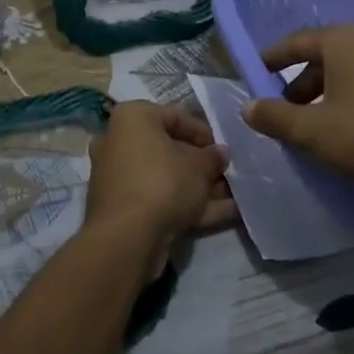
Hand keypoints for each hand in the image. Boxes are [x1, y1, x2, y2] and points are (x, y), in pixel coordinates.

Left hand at [85, 103, 235, 265]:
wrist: (128, 238)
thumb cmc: (163, 183)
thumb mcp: (199, 166)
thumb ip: (213, 156)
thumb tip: (221, 153)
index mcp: (132, 118)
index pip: (175, 116)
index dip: (204, 132)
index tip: (223, 147)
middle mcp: (119, 142)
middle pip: (170, 149)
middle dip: (202, 164)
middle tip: (228, 173)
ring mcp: (119, 178)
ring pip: (167, 177)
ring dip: (200, 186)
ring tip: (235, 195)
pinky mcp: (124, 208)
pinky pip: (161, 199)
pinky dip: (189, 205)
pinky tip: (226, 214)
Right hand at [241, 25, 353, 199]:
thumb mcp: (312, 131)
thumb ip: (275, 117)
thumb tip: (248, 106)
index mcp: (344, 40)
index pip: (297, 42)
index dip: (273, 57)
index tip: (256, 71)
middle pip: (325, 57)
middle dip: (301, 83)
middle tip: (284, 110)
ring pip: (350, 72)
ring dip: (327, 94)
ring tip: (315, 124)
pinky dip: (353, 99)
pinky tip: (350, 129)